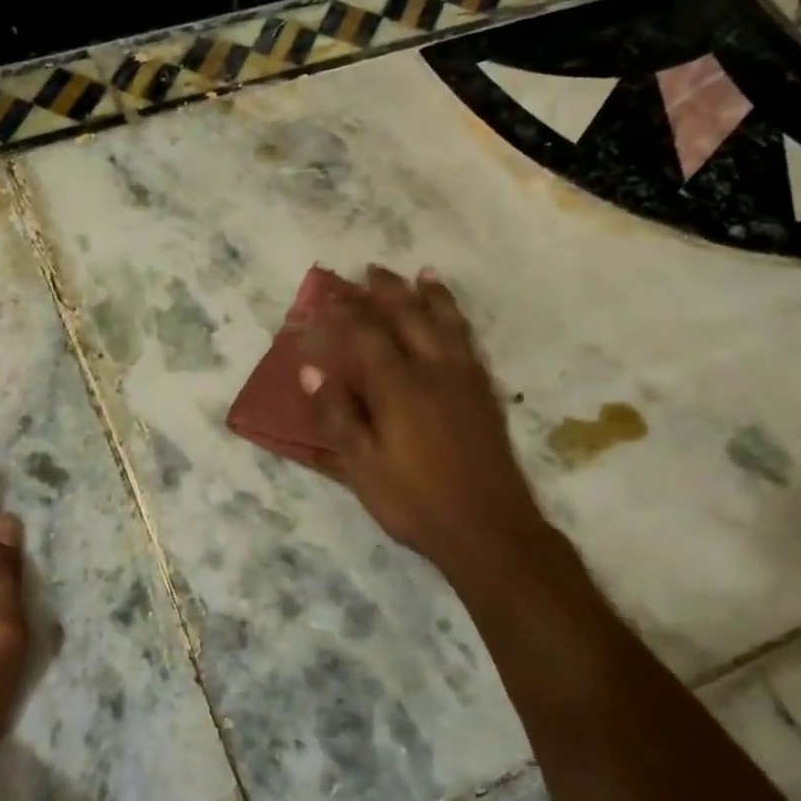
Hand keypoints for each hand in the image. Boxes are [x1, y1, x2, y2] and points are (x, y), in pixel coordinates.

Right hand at [302, 266, 554, 584]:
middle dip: (386, 290)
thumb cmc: (415, 501)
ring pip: (447, 322)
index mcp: (399, 386)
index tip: (326, 296)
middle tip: (369, 271)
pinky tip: (454, 322)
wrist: (490, 529)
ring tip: (421, 273)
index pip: (366, 334)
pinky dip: (457, 320)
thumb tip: (311, 372)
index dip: (344, 313)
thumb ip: (337, 416)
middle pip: (409, 316)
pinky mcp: (485, 394)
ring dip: (430, 294)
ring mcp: (466, 379)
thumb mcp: (362, 466)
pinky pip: (469, 341)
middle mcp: (434, 370)